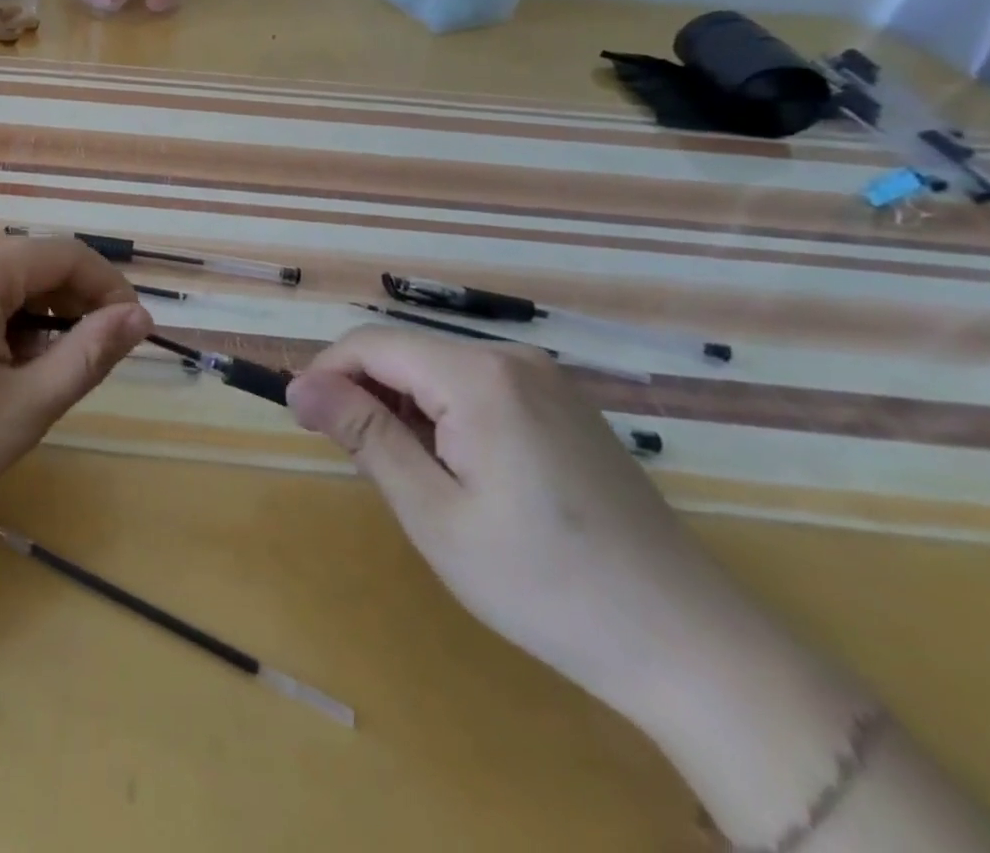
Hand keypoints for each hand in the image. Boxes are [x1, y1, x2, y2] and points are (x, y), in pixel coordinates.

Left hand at [0, 239, 150, 542]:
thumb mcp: (24, 407)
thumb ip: (89, 354)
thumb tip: (140, 318)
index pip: (65, 255)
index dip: (110, 289)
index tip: (137, 335)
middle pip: (35, 264)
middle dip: (75, 307)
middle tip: (95, 366)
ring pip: (9, 283)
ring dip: (42, 320)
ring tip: (47, 377)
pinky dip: (8, 325)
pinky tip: (7, 371)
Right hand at [285, 328, 771, 726]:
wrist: (691, 646)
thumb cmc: (543, 584)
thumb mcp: (433, 512)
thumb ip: (363, 434)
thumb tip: (298, 385)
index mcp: (477, 376)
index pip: (370, 344)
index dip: (325, 374)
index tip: (304, 423)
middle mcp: (511, 359)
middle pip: (404, 352)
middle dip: (365, 394)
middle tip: (360, 464)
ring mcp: (545, 380)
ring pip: (437, 369)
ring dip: (403, 408)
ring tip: (412, 477)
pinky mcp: (563, 405)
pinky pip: (476, 387)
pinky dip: (444, 415)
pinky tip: (461, 473)